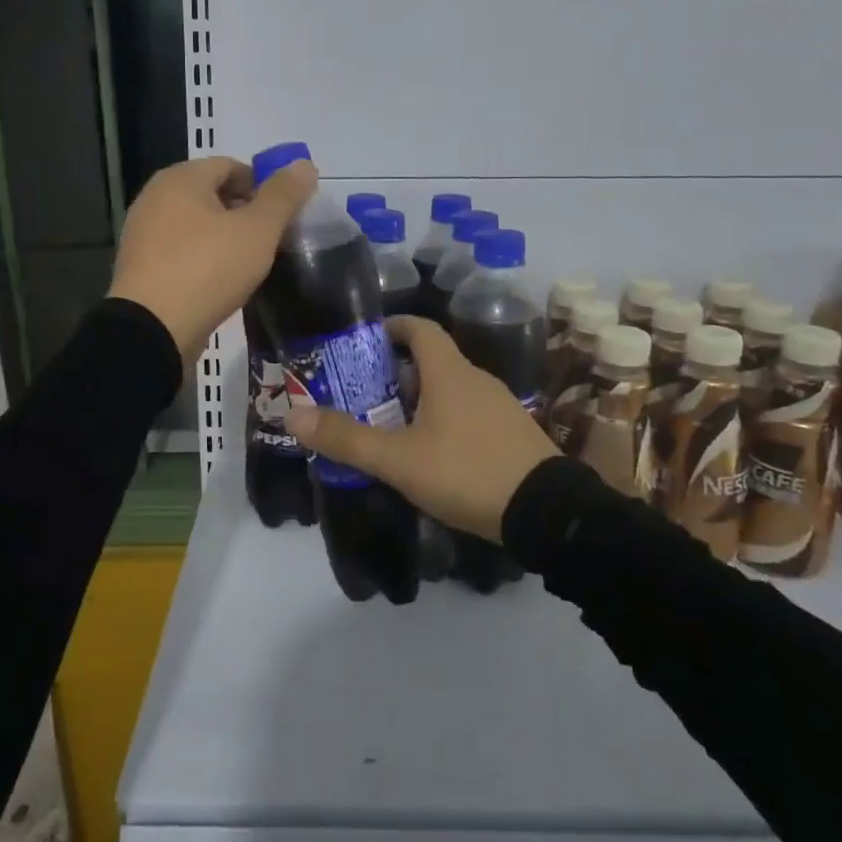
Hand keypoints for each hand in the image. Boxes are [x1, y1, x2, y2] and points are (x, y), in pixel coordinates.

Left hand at [108, 154, 316, 364]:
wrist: (152, 329)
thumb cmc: (208, 268)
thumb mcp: (258, 230)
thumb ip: (283, 196)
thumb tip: (305, 165)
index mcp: (181, 178)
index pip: (231, 166)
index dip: (263, 185)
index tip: (284, 214)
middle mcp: (155, 197)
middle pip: (212, 194)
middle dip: (245, 212)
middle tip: (273, 239)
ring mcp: (143, 233)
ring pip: (196, 224)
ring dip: (225, 237)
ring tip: (251, 263)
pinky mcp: (140, 266)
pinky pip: (181, 251)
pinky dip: (204, 258)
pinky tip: (222, 281)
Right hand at [285, 316, 558, 540]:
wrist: (548, 513)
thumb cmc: (467, 472)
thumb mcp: (399, 460)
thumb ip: (347, 439)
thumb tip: (293, 415)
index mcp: (449, 373)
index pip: (420, 328)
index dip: (392, 327)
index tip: (365, 341)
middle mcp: (476, 379)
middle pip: (432, 361)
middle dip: (396, 372)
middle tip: (363, 394)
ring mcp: (499, 406)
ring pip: (450, 389)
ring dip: (419, 399)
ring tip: (390, 426)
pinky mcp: (512, 433)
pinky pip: (469, 413)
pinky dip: (444, 420)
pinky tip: (431, 453)